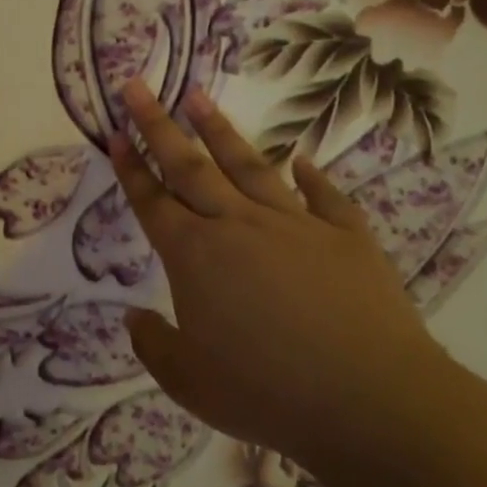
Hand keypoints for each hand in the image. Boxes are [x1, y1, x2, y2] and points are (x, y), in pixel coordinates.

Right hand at [109, 78, 441, 456]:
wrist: (370, 400)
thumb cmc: (266, 394)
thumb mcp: (189, 383)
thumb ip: (153, 345)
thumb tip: (134, 317)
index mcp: (195, 257)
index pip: (152, 201)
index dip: (130, 166)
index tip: (115, 131)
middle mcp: (238, 227)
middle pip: (190, 166)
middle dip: (159, 124)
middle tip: (138, 86)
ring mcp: (295, 225)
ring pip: (248, 166)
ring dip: (220, 131)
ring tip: (199, 96)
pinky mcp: (345, 237)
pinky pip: (323, 196)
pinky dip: (310, 175)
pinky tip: (301, 158)